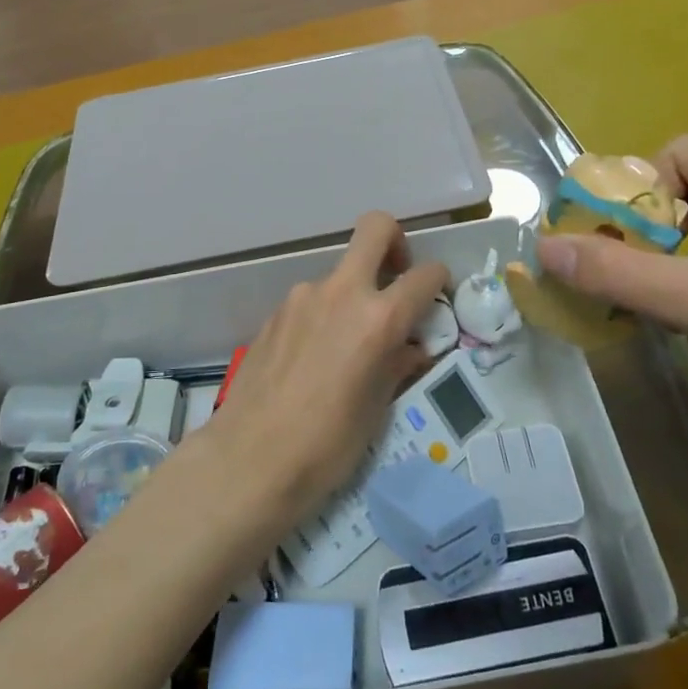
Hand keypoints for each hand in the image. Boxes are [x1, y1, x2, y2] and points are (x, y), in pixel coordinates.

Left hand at [209, 212, 448, 522]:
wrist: (248, 460)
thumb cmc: (326, 445)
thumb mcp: (377, 409)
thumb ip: (398, 365)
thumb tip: (411, 348)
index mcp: (378, 318)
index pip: (424, 275)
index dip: (439, 280)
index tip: (437, 298)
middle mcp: (341, 293)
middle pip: (375, 228)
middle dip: (395, 242)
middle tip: (396, 279)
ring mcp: (302, 298)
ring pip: (340, 273)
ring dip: (354, 293)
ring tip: (348, 346)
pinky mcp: (275, 313)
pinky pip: (312, 300)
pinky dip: (325, 314)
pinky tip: (315, 358)